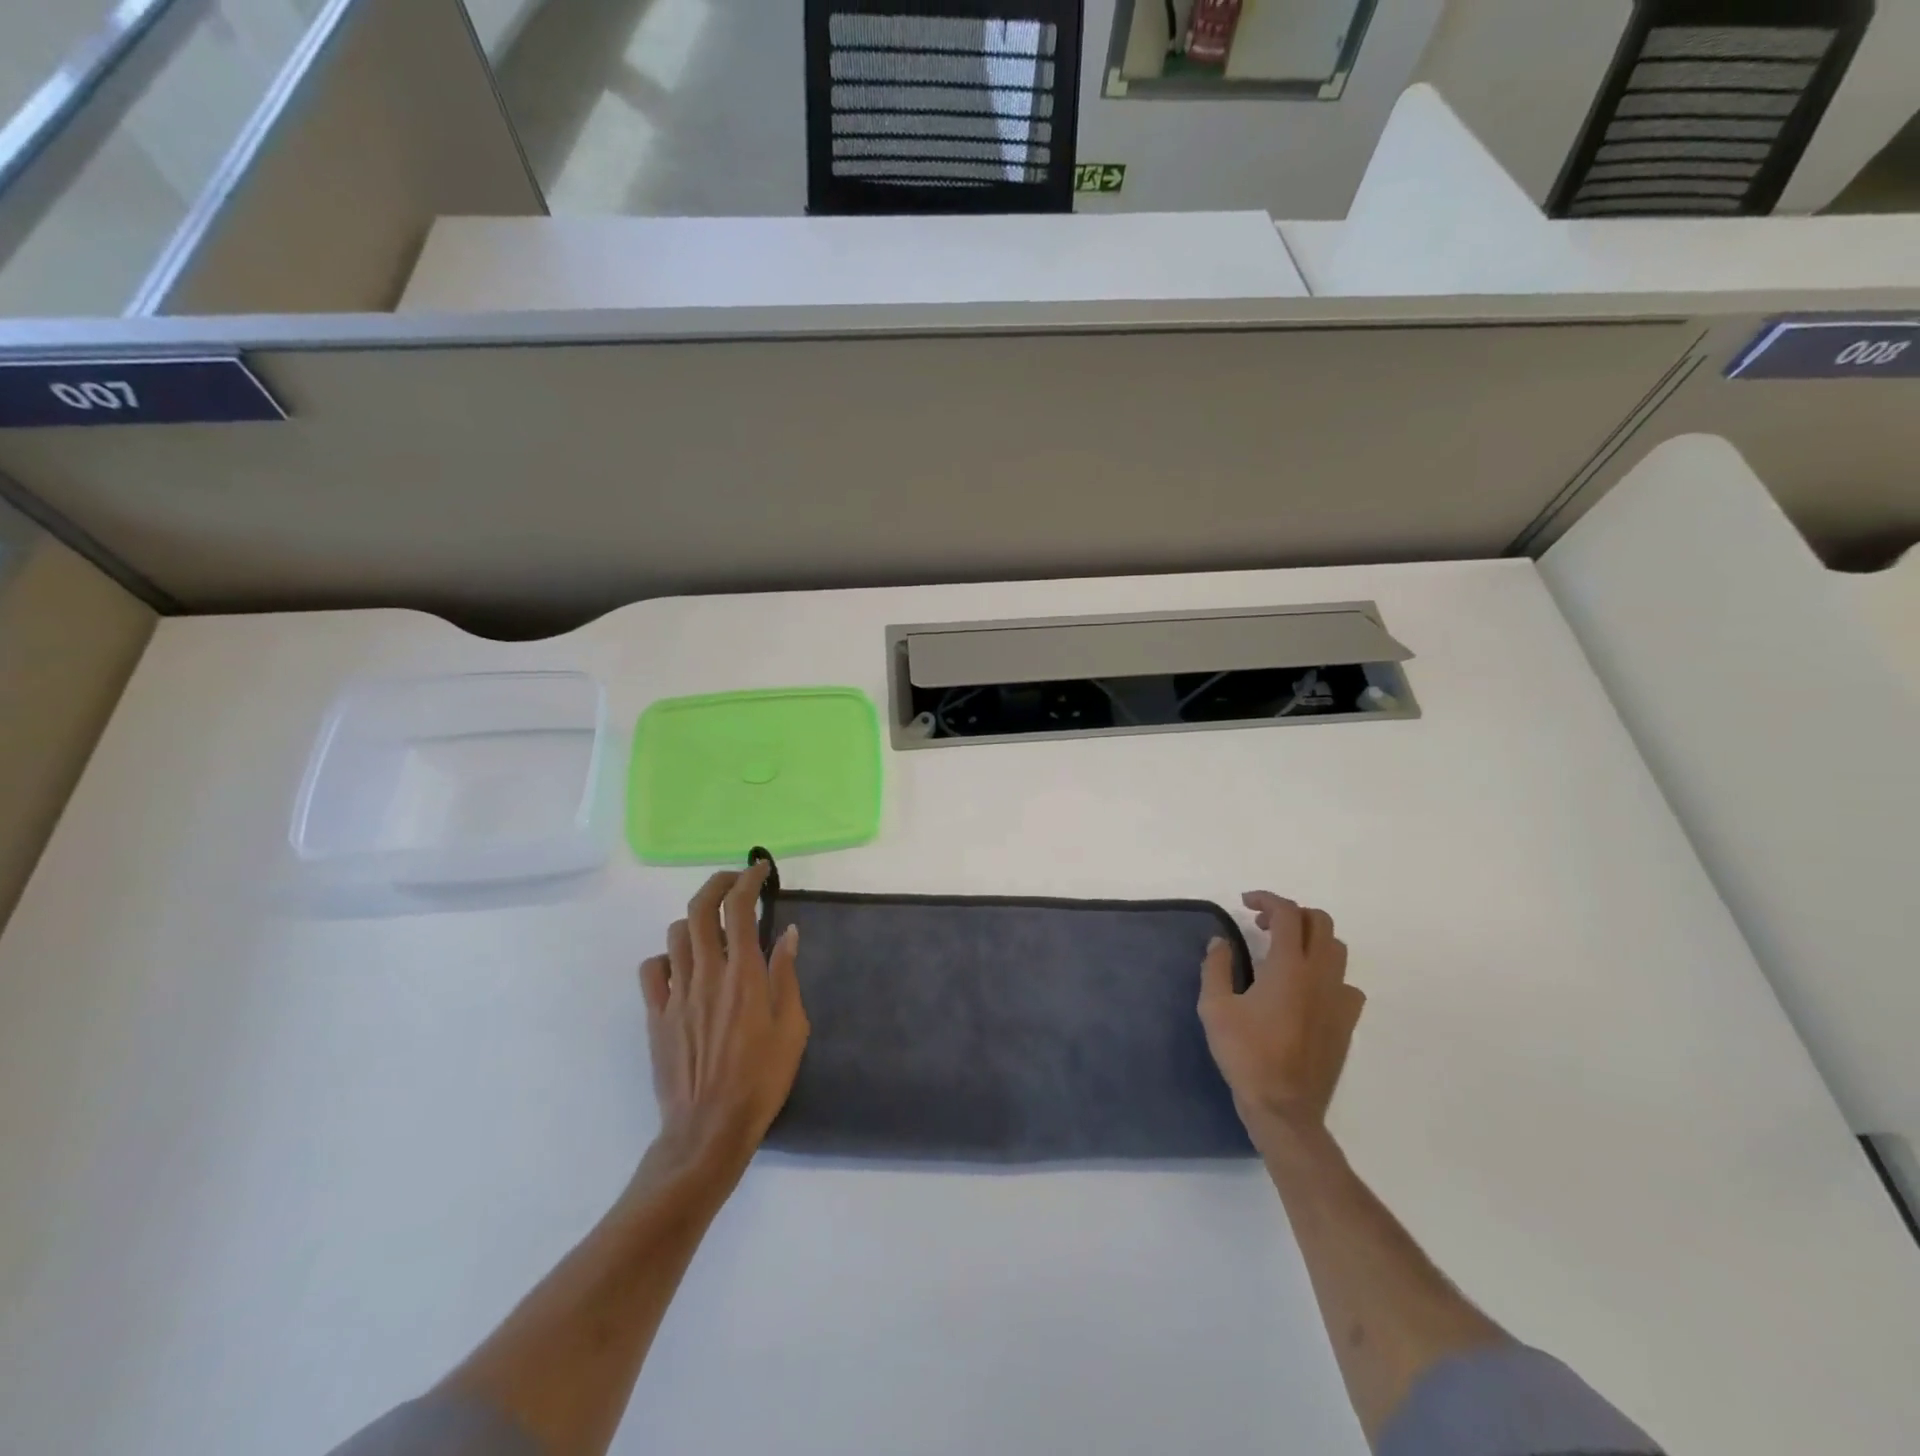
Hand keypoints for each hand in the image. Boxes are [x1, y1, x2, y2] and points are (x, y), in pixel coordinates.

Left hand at [639, 862, 808, 1172]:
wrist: (708, 1130)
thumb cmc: (761, 1080)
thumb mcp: (792, 1028)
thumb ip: (787, 975)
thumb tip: (787, 933)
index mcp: (745, 975)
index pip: (739, 909)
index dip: (748, 881)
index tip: (759, 870)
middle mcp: (707, 974)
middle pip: (700, 909)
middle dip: (717, 884)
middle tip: (733, 882)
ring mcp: (676, 994)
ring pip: (675, 934)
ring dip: (696, 920)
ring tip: (712, 928)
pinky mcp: (656, 1016)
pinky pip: (652, 970)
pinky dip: (667, 957)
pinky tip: (682, 968)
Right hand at [1198, 892, 1364, 1135]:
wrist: (1284, 1107)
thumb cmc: (1245, 1054)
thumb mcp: (1214, 1007)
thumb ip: (1216, 967)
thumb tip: (1221, 942)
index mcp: (1288, 966)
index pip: (1287, 913)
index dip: (1267, 899)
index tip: (1245, 903)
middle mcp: (1320, 974)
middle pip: (1320, 922)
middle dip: (1291, 914)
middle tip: (1263, 924)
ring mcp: (1339, 998)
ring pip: (1337, 949)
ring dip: (1311, 938)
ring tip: (1285, 951)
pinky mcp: (1347, 1021)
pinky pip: (1347, 982)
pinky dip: (1328, 972)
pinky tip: (1308, 988)